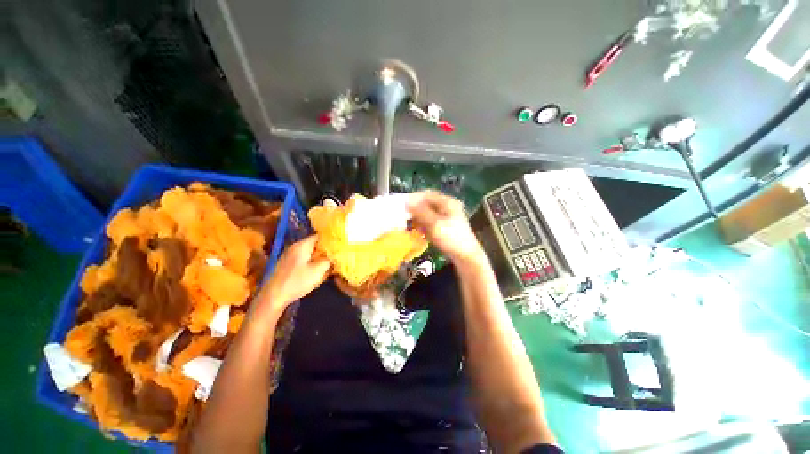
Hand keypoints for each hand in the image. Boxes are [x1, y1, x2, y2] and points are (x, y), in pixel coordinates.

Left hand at [256, 236, 330, 313]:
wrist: (274, 296)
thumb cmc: (297, 281)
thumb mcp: (318, 271)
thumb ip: (328, 260)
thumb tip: (335, 255)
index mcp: (302, 245)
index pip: (319, 236)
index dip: (330, 239)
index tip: (339, 244)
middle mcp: (295, 247)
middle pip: (314, 244)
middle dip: (325, 249)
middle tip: (336, 254)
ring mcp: (290, 255)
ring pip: (309, 252)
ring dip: (319, 256)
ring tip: (329, 262)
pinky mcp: (287, 264)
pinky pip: (304, 258)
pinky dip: (312, 261)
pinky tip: (317, 270)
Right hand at [407, 191, 485, 264]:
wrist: (466, 257)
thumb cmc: (451, 238)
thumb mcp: (434, 224)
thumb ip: (420, 212)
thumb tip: (407, 202)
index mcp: (448, 202)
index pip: (428, 194)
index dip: (414, 198)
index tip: (403, 205)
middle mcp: (448, 207)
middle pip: (427, 204)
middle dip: (415, 210)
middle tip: (404, 216)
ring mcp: (447, 218)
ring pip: (428, 214)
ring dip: (418, 219)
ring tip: (409, 225)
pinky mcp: (445, 228)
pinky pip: (431, 223)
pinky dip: (423, 226)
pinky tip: (418, 232)